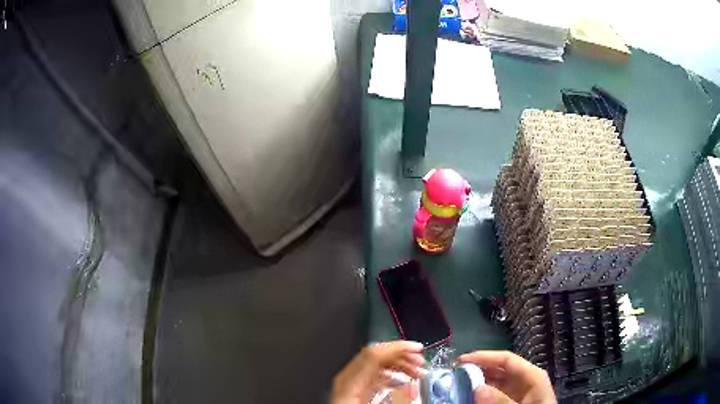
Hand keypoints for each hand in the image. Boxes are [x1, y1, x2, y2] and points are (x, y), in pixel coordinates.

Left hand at [331, 341, 424, 403]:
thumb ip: (394, 398)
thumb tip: (413, 393)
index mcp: (350, 382)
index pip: (375, 354)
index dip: (398, 348)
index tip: (417, 350)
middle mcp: (347, 379)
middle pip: (377, 356)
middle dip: (403, 357)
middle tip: (421, 364)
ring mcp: (349, 384)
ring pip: (376, 366)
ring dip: (399, 367)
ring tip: (416, 375)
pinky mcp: (353, 391)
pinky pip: (374, 377)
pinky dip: (391, 378)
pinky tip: (402, 386)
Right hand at [459, 351, 555, 403]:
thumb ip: (501, 401)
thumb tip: (478, 388)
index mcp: (532, 376)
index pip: (507, 359)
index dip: (484, 357)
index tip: (460, 360)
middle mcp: (525, 380)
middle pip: (500, 369)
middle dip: (477, 370)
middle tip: (453, 373)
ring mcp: (519, 392)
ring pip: (496, 382)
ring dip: (477, 382)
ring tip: (457, 384)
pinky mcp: (512, 401)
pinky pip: (495, 394)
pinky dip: (482, 394)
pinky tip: (469, 396)